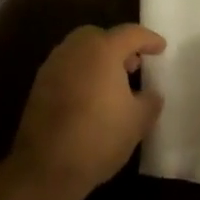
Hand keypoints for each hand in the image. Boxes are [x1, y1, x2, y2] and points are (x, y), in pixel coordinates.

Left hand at [11, 24, 164, 198]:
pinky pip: (66, 69)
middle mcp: (74, 50)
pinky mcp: (38, 85)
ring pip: (79, 51)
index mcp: (102, 50)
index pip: (131, 34)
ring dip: (98, 60)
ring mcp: (52, 66)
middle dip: (118, 46)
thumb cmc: (100, 137)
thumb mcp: (138, 121)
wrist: (47, 165)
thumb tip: (151, 94)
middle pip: (99, 36)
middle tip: (134, 66)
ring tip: (113, 83)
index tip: (161, 48)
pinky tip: (90, 97)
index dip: (149, 39)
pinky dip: (81, 74)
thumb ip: (149, 101)